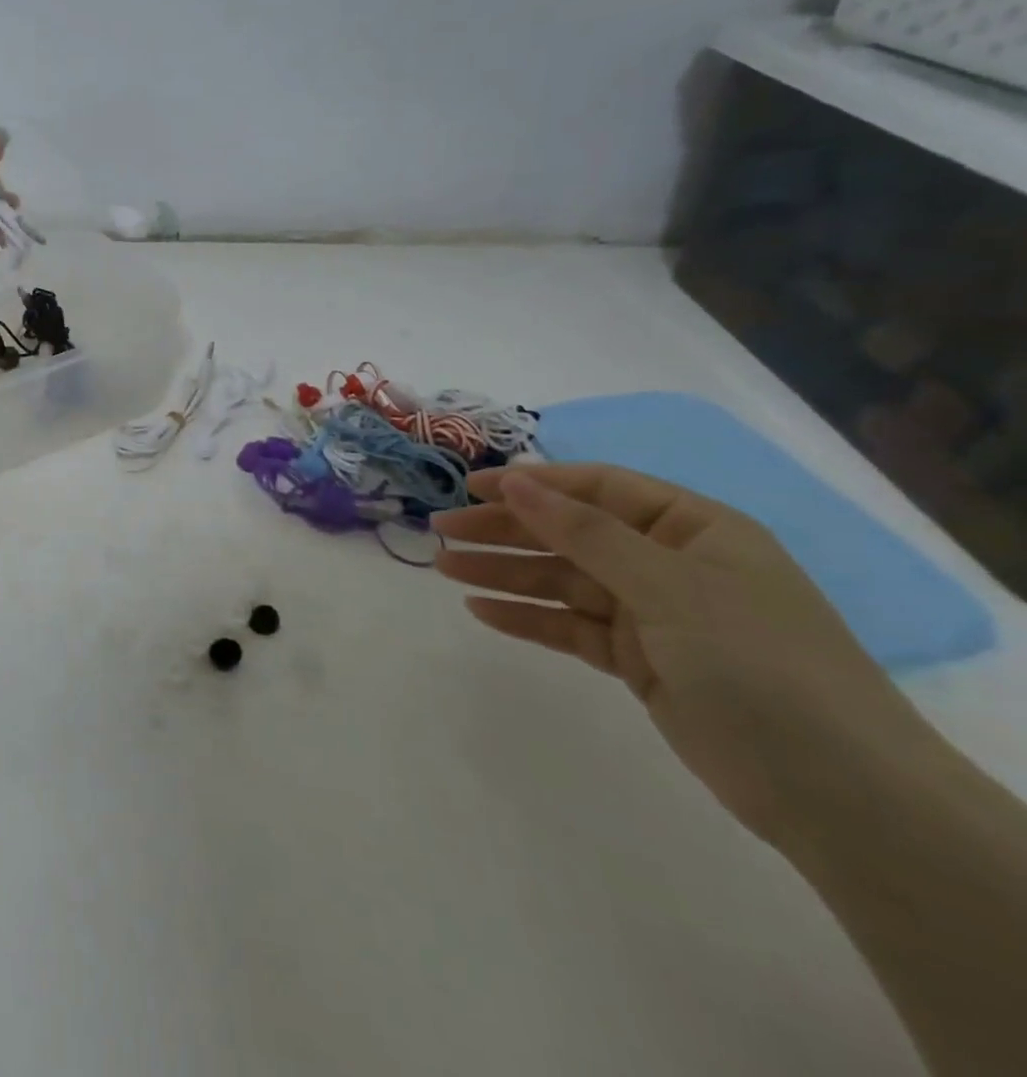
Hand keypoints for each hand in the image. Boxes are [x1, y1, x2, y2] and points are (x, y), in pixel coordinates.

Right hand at [432, 464, 934, 846]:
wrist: (839, 796)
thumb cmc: (758, 664)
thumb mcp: (670, 585)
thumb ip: (586, 533)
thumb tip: (518, 482)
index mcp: (694, 529)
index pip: (598, 489)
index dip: (534, 484)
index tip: (472, 487)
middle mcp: (671, 564)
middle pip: (570, 534)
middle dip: (505, 530)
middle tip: (441, 529)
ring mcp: (654, 615)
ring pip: (562, 581)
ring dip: (504, 573)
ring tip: (443, 567)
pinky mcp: (640, 662)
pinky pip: (571, 627)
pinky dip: (527, 618)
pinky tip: (481, 611)